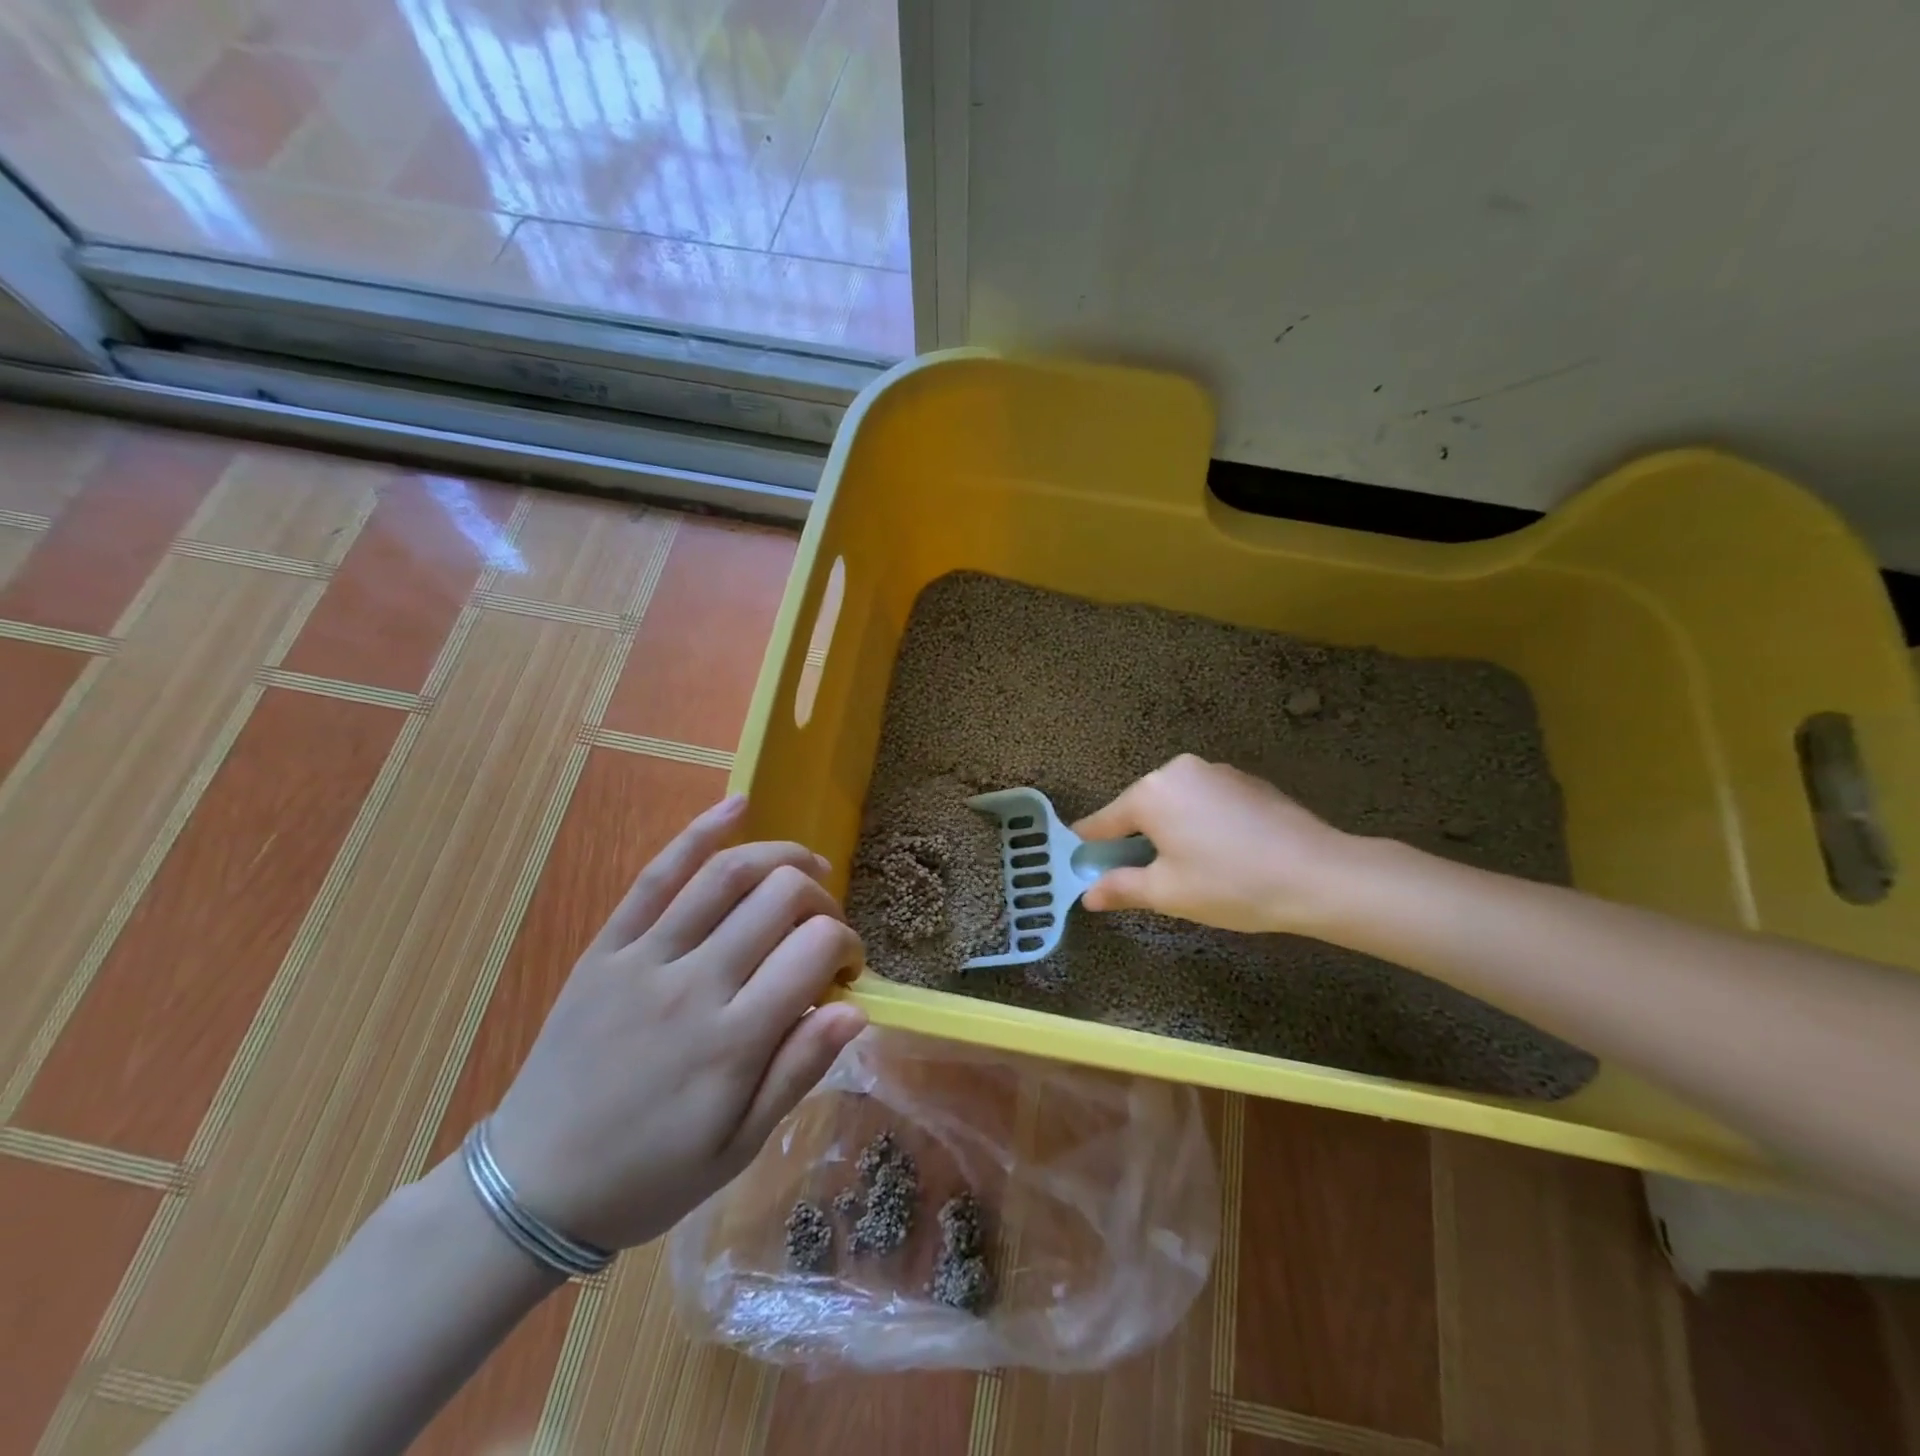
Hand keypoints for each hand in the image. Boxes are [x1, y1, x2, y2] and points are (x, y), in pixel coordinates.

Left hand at [485, 795, 866, 1250]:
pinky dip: (700, 832)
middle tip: (824, 929)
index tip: (846, 970)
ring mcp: (645, 958)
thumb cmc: (648, 1174)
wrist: (532, 1185)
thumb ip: (798, 1072)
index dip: (846, 945)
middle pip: (780, 898)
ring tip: (808, 864)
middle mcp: (694, 984)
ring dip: (781, 856)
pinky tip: (738, 805)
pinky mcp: (608, 947)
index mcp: (733, 1041)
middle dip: (821, 901)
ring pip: (727, 875)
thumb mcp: (738, 1147)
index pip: (814, 950)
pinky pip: (657, 876)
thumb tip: (856, 1010)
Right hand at [1073, 755, 1353, 933]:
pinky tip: (1223, 854)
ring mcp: (1217, 771)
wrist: (1319, 874)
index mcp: (1152, 792)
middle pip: (1141, 808)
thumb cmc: (1230, 884)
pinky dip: (1202, 823)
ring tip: (1189, 868)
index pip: (1104, 821)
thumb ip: (1121, 888)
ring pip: (1177, 803)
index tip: (1080, 863)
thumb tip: (1088, 895)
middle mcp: (1179, 770)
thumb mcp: (1168, 893)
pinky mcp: (1247, 781)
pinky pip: (1207, 801)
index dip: (1090, 846)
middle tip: (1144, 877)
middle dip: (1136, 840)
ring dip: (1171, 830)